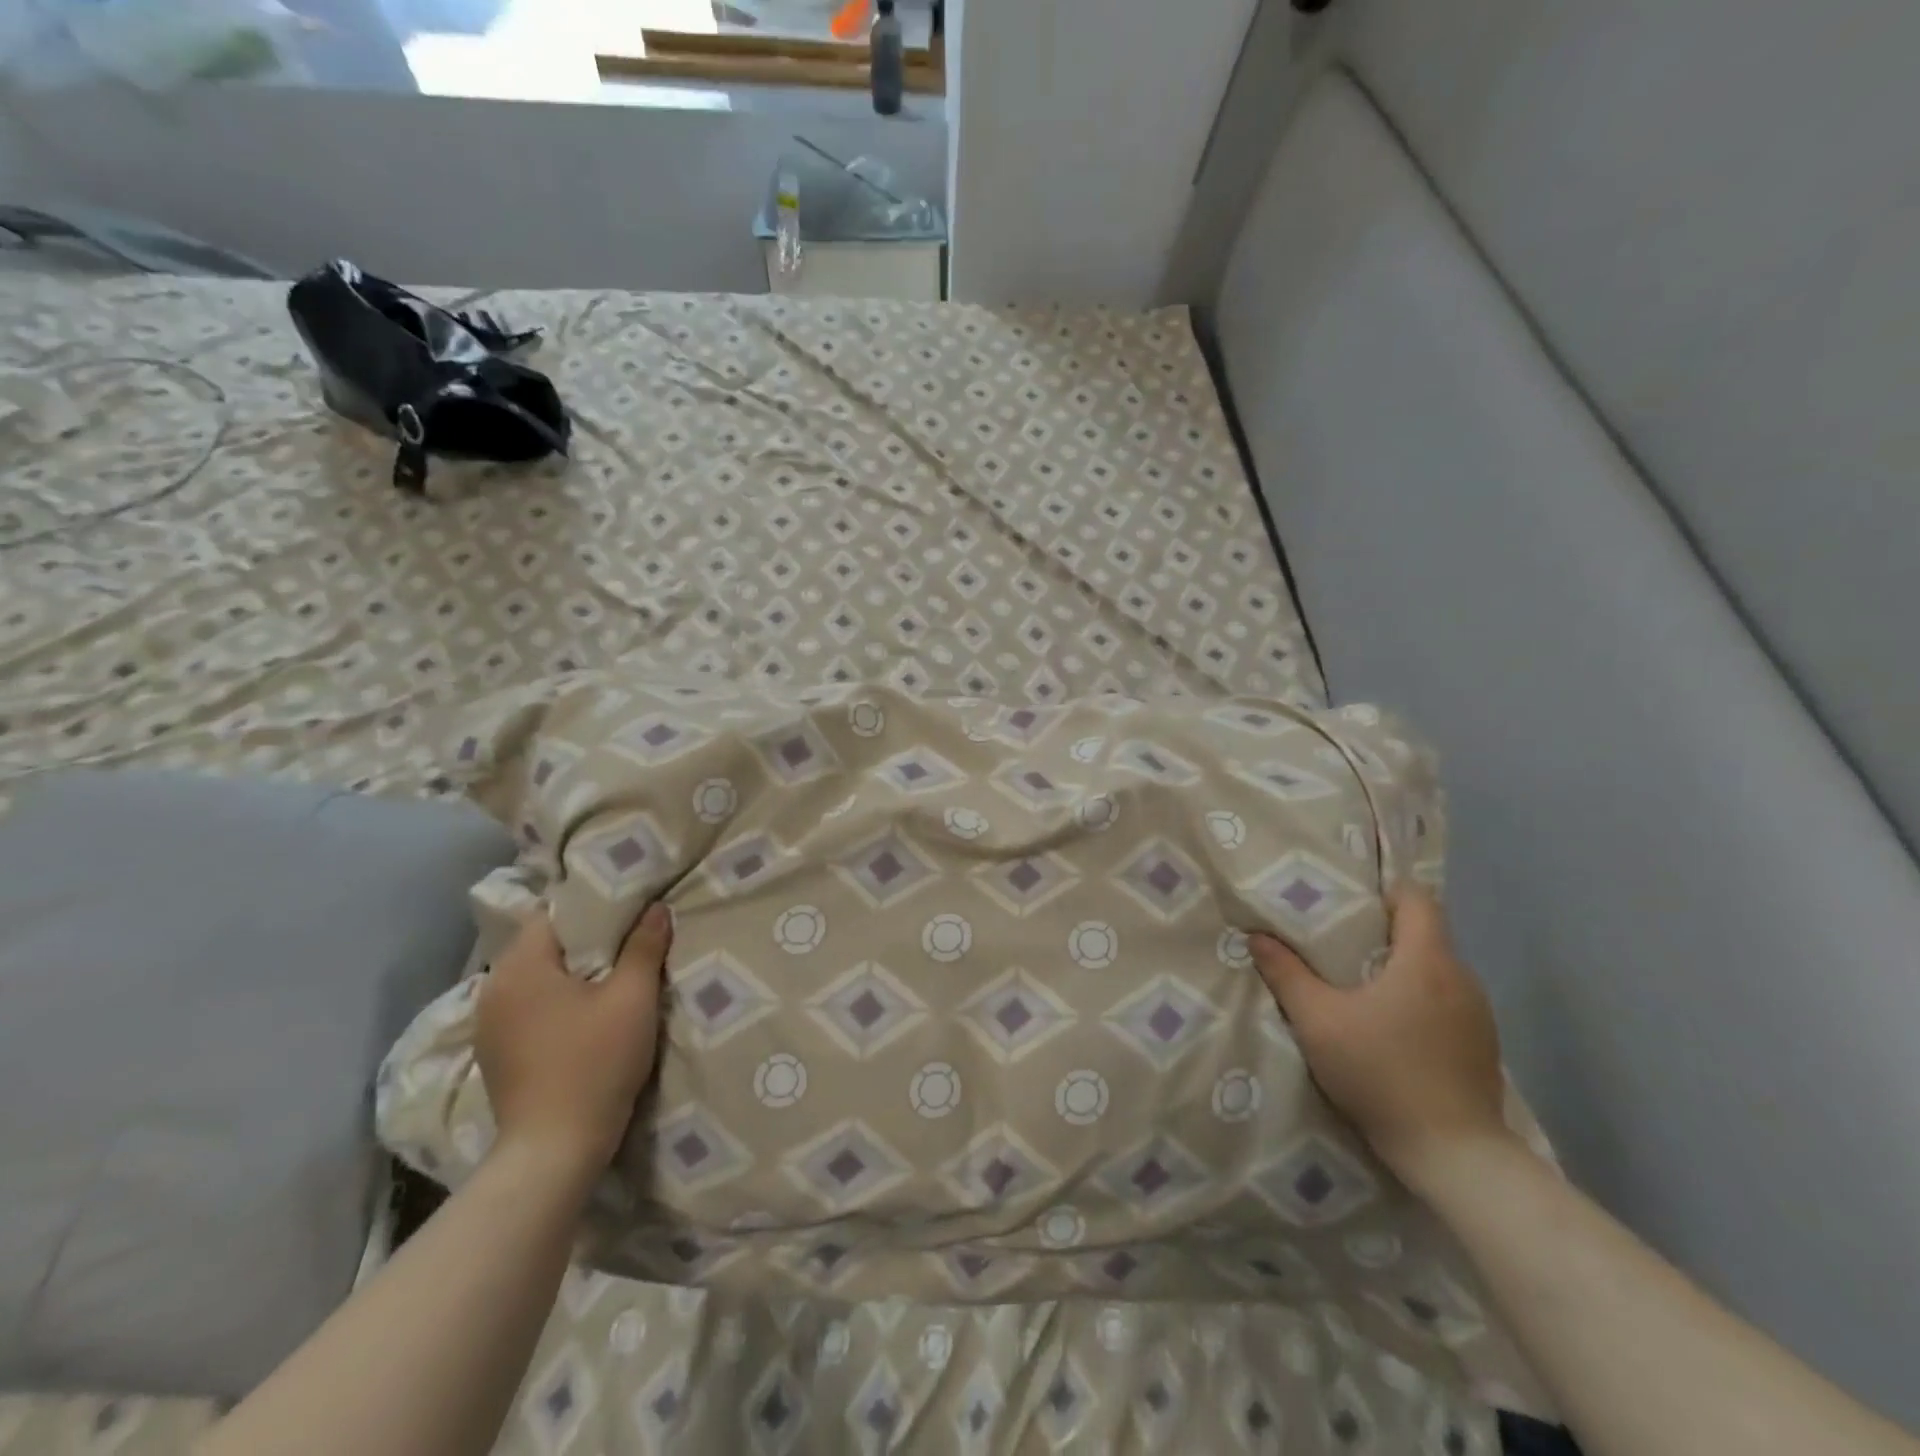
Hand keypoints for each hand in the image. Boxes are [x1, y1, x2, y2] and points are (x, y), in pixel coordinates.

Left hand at [476, 903, 672, 1184]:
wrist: (553, 1152)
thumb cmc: (594, 1063)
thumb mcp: (632, 998)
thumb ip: (644, 947)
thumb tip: (655, 908)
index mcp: (519, 967)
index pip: (552, 915)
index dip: (592, 910)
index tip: (627, 914)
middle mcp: (493, 990)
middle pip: (542, 947)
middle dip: (584, 943)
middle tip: (628, 943)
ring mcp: (488, 1026)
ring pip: (535, 980)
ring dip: (569, 976)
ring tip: (610, 979)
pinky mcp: (494, 1056)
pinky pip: (528, 1009)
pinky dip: (554, 1004)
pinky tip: (582, 1018)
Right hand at [1249, 888, 1511, 1188]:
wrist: (1454, 1156)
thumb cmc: (1382, 1074)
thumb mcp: (1317, 1021)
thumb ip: (1286, 974)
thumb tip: (1257, 936)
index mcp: (1427, 960)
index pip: (1417, 898)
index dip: (1382, 893)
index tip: (1347, 906)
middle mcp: (1462, 977)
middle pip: (1424, 933)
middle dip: (1383, 932)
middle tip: (1338, 944)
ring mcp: (1479, 1014)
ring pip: (1436, 970)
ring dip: (1402, 970)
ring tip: (1361, 987)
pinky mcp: (1483, 1046)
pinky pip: (1448, 1001)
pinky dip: (1419, 1000)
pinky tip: (1393, 1029)